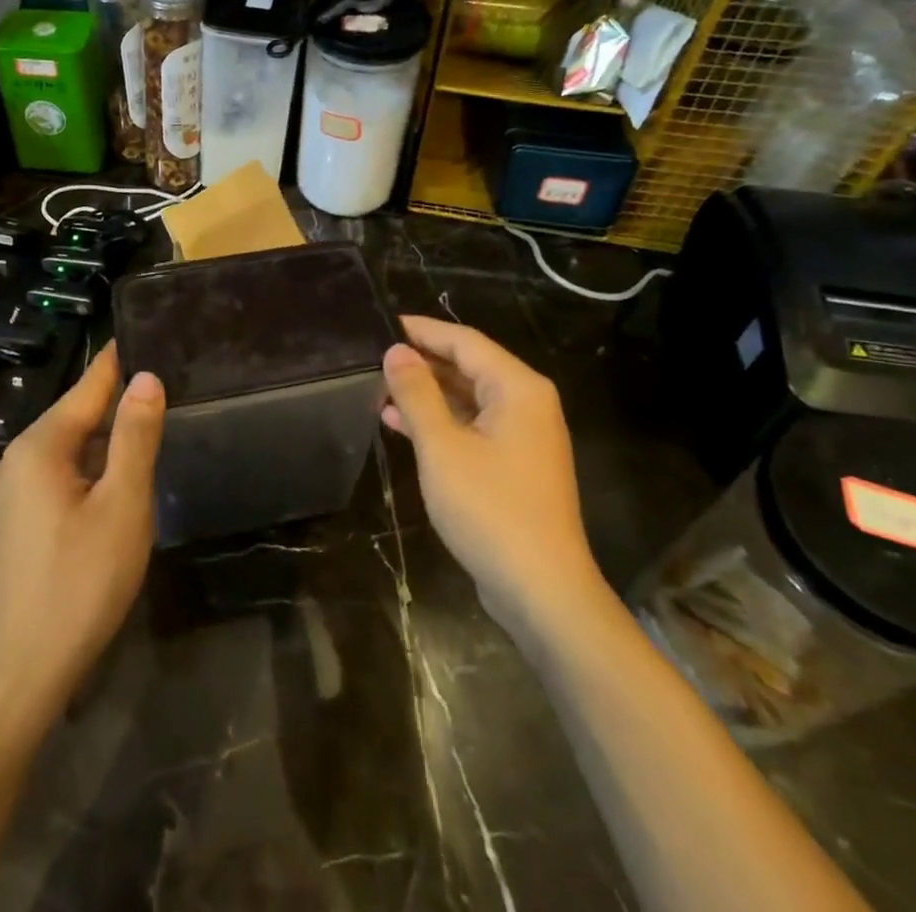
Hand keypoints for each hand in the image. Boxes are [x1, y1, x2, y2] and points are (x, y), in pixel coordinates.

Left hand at [0, 343, 164, 718]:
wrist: (21, 672)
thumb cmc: (81, 581)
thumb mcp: (123, 504)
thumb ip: (135, 436)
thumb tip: (145, 376)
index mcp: (39, 447)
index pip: (88, 386)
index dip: (119, 361)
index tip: (147, 334)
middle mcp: (14, 460)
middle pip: (75, 417)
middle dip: (115, 403)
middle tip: (161, 386)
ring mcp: (5, 494)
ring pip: (65, 450)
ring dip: (103, 441)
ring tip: (145, 428)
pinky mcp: (8, 523)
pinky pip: (53, 477)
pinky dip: (85, 469)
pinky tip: (111, 484)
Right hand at [381, 316, 603, 632]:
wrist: (541, 591)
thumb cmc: (490, 509)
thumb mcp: (442, 446)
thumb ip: (417, 393)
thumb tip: (396, 351)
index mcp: (517, 388)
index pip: (464, 341)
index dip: (422, 330)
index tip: (382, 323)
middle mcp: (526, 404)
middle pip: (468, 367)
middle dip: (422, 362)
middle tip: (373, 357)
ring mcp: (521, 437)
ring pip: (467, 399)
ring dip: (426, 394)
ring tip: (378, 387)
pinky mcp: (513, 466)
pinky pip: (471, 427)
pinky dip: (439, 423)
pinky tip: (399, 424)